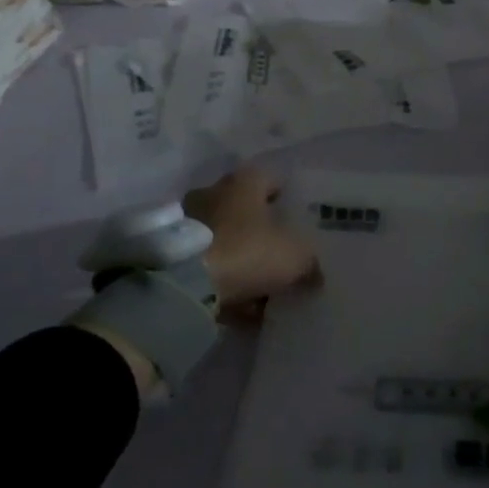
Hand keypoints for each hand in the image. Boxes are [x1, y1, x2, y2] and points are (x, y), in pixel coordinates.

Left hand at [183, 165, 317, 316]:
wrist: (184, 283)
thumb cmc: (246, 251)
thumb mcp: (294, 257)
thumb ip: (309, 262)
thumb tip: (315, 273)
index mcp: (244, 182)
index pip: (271, 181)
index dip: (286, 200)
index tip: (297, 222)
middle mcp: (214, 194)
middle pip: (246, 211)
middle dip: (262, 233)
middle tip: (280, 256)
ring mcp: (190, 223)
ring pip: (225, 240)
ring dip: (242, 260)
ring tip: (262, 290)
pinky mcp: (173, 254)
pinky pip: (207, 267)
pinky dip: (224, 282)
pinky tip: (240, 307)